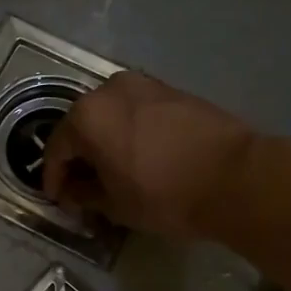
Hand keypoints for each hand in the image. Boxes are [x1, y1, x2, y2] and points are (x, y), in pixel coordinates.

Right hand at [42, 71, 256, 238]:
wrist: (236, 177)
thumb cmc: (165, 195)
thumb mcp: (116, 205)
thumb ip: (84, 195)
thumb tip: (72, 192)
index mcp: (86, 117)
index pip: (56, 150)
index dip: (53, 179)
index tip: (58, 201)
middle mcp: (108, 90)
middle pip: (80, 126)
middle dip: (78, 158)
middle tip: (82, 188)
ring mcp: (142, 85)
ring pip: (109, 115)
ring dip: (104, 142)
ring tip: (111, 172)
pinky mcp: (170, 89)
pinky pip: (135, 111)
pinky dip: (128, 131)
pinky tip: (138, 156)